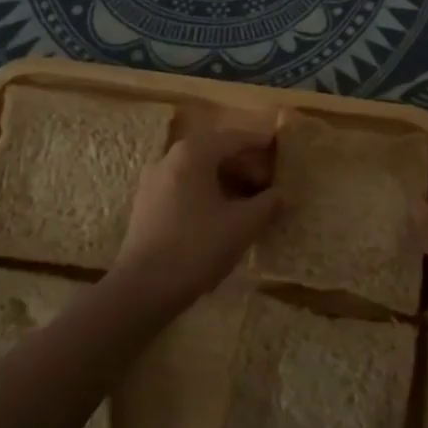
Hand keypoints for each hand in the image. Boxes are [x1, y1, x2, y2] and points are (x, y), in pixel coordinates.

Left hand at [113, 127, 280, 309]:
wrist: (143, 288)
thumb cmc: (197, 247)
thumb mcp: (242, 225)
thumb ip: (267, 204)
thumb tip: (284, 194)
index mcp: (193, 154)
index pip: (232, 139)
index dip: (258, 142)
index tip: (277, 145)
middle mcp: (169, 159)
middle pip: (213, 151)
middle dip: (242, 163)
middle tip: (266, 181)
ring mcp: (153, 182)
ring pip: (197, 170)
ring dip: (224, 179)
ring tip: (248, 200)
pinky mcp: (147, 205)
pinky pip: (183, 187)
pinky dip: (206, 192)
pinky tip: (221, 215)